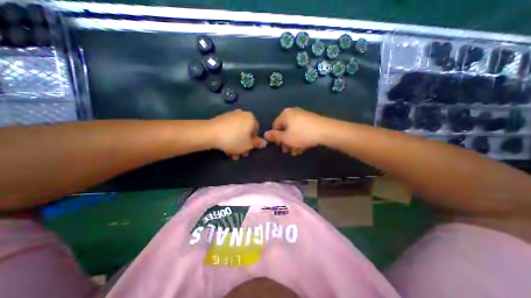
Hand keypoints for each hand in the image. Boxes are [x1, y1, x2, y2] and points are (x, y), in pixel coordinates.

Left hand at [208, 109, 264, 158]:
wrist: (210, 133)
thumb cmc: (234, 139)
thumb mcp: (249, 145)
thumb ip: (258, 143)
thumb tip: (264, 142)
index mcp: (251, 118)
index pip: (256, 131)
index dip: (253, 142)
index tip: (248, 150)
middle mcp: (242, 114)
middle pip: (246, 132)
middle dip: (243, 144)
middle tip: (240, 154)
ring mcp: (231, 115)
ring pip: (237, 132)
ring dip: (236, 143)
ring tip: (231, 153)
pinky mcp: (222, 118)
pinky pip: (229, 129)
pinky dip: (229, 137)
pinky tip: (225, 146)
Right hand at [264, 107, 330, 155]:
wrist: (326, 131)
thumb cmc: (302, 135)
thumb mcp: (286, 138)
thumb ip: (274, 136)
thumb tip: (265, 134)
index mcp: (285, 115)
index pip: (275, 126)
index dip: (276, 137)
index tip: (279, 146)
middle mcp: (293, 113)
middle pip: (285, 129)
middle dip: (286, 141)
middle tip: (287, 151)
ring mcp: (303, 116)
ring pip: (294, 131)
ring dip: (293, 142)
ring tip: (296, 152)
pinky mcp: (311, 121)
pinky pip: (302, 130)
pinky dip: (300, 138)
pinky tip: (303, 148)